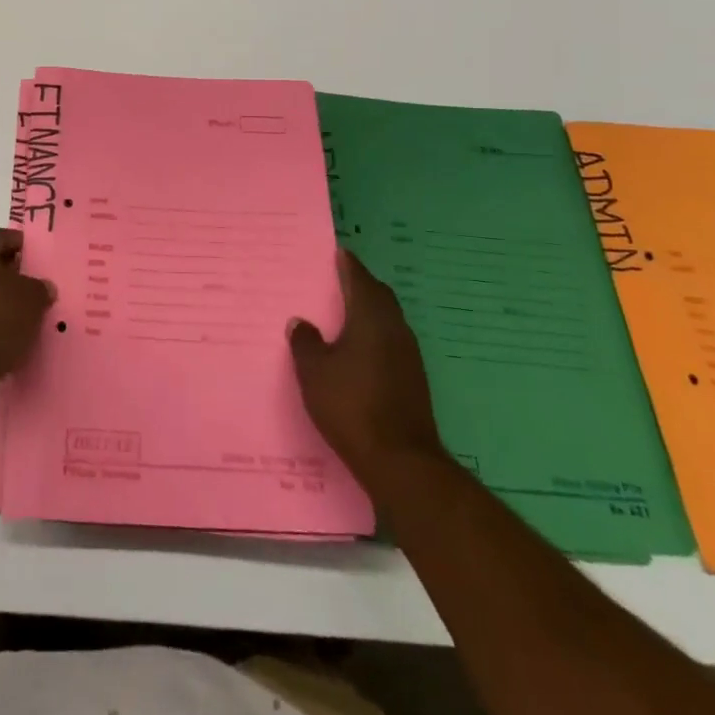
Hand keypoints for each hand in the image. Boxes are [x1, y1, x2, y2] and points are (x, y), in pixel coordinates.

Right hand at [290, 249, 446, 477]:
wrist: (401, 461)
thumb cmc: (351, 405)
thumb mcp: (314, 372)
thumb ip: (306, 342)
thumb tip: (301, 323)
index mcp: (370, 318)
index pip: (360, 279)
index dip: (348, 265)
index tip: (338, 253)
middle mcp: (395, 329)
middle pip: (379, 296)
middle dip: (361, 284)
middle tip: (340, 278)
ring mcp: (409, 356)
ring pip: (388, 320)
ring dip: (370, 310)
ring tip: (345, 311)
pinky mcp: (413, 380)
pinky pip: (391, 342)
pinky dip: (375, 334)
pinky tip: (359, 349)